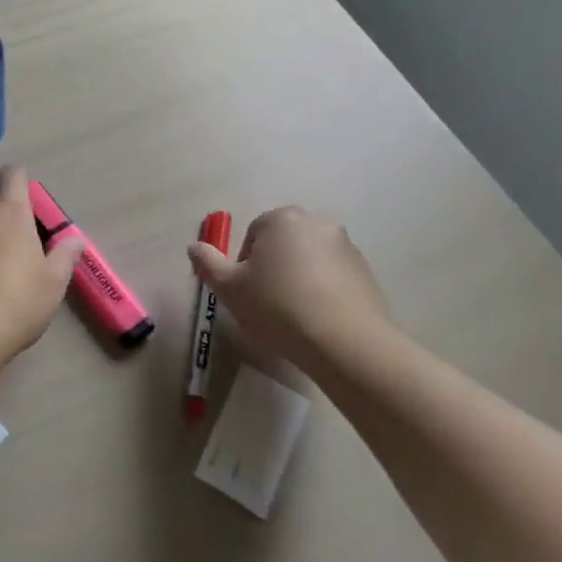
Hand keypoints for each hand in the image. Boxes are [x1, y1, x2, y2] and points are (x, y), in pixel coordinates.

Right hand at [187, 207, 395, 366]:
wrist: (346, 342)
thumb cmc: (278, 307)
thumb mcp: (229, 287)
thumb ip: (208, 262)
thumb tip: (194, 246)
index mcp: (281, 219)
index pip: (253, 234)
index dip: (244, 264)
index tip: (246, 292)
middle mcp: (316, 223)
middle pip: (283, 243)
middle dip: (273, 267)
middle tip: (266, 302)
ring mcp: (346, 246)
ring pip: (309, 259)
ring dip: (298, 278)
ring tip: (293, 315)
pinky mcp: (366, 272)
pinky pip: (333, 277)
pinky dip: (323, 291)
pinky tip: (317, 319)